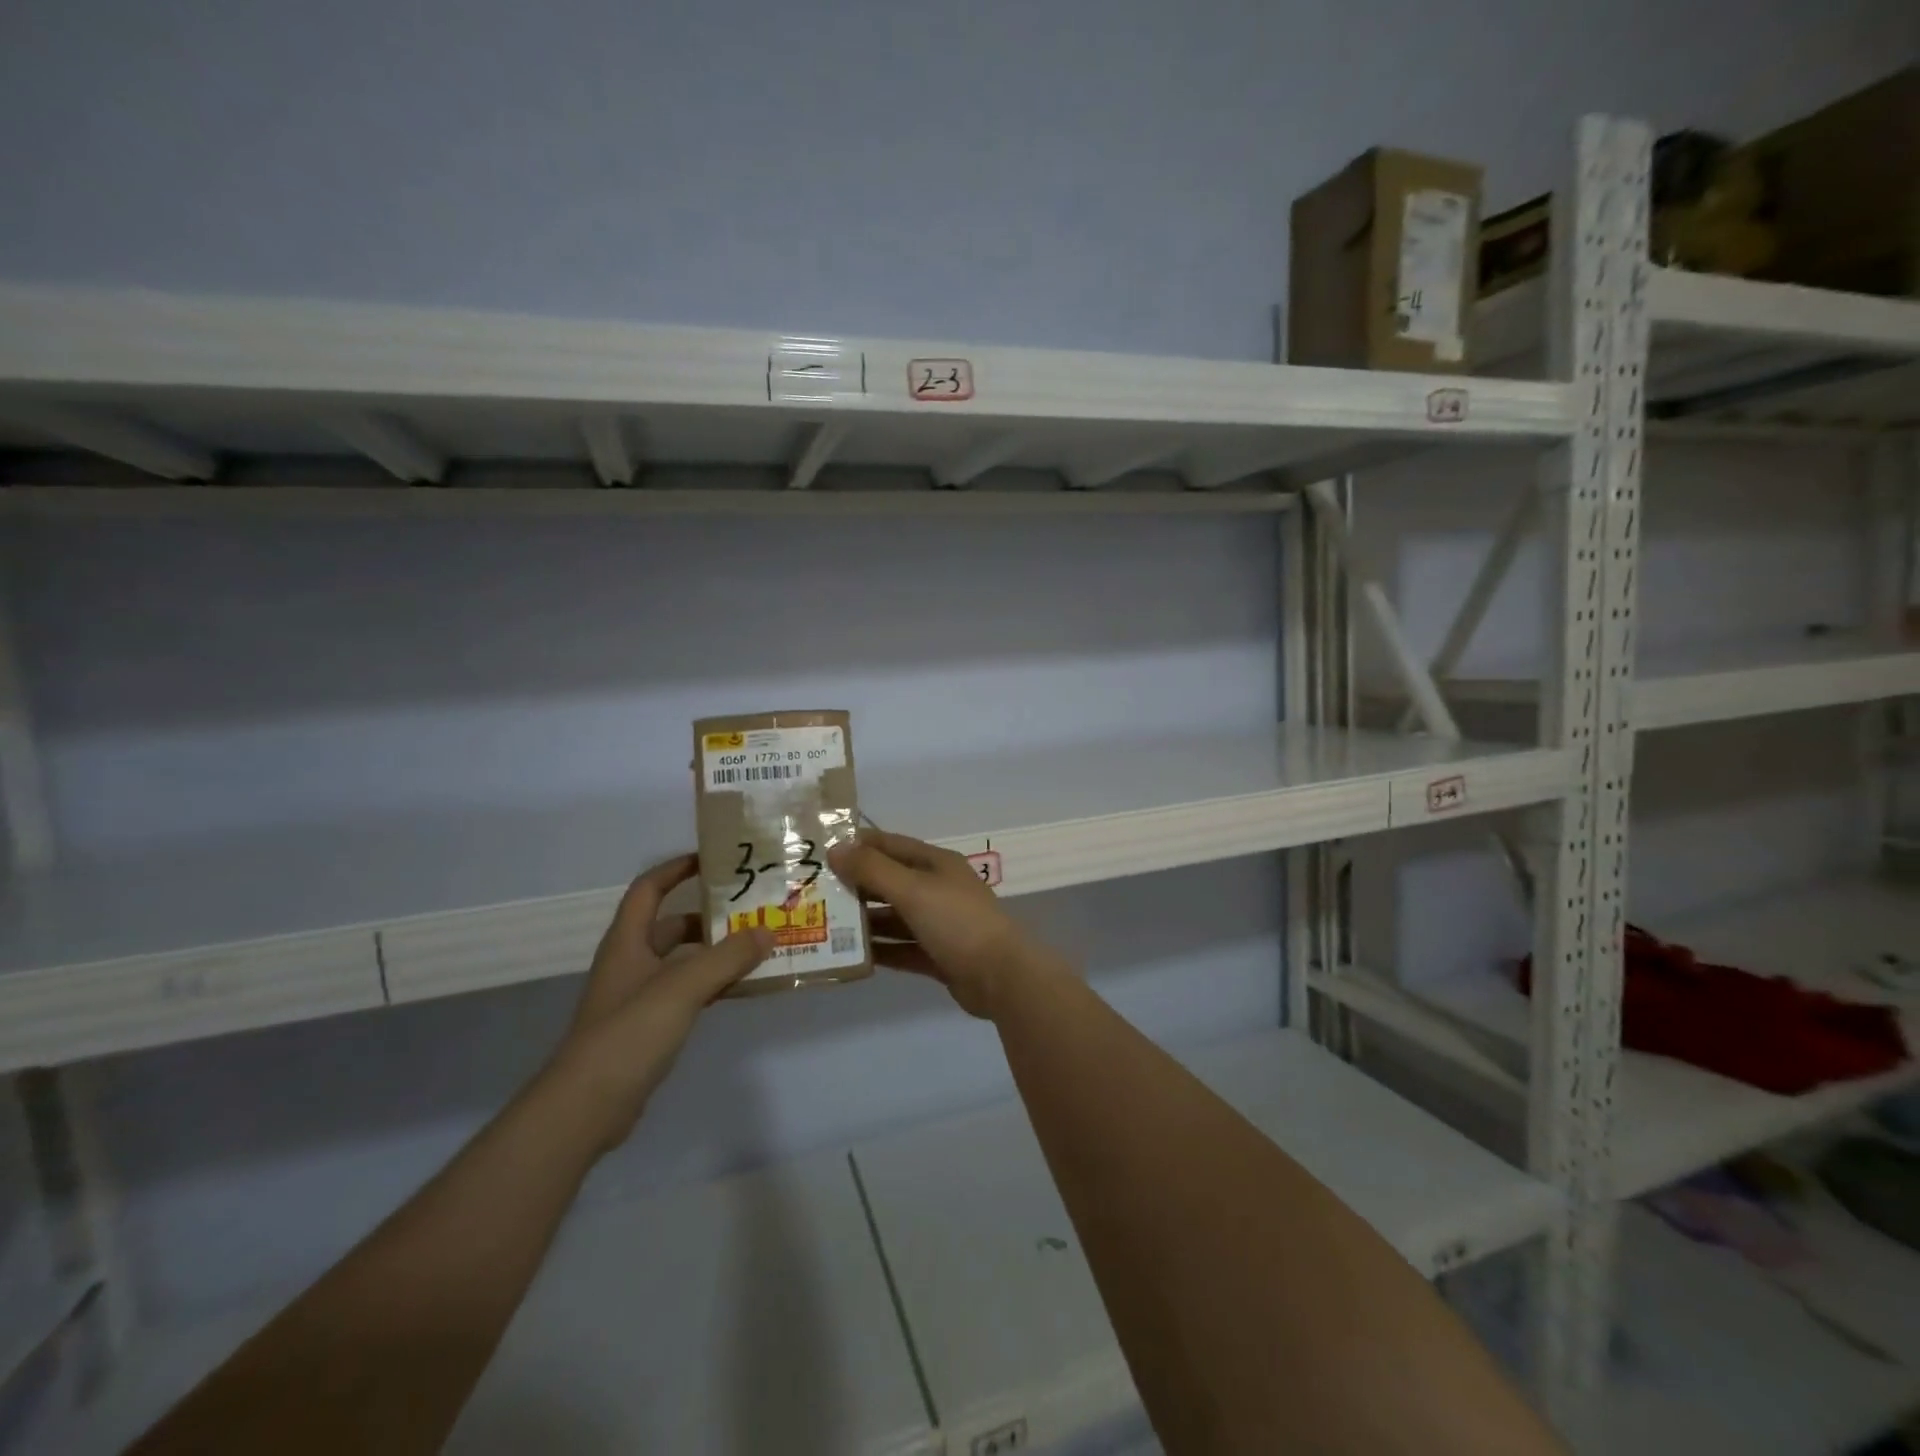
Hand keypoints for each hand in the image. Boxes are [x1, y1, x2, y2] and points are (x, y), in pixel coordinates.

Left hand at [546, 853, 771, 1152]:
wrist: (586, 1106)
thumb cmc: (629, 1033)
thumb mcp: (683, 986)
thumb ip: (728, 957)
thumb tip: (768, 930)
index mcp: (628, 942)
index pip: (649, 889)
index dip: (676, 869)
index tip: (713, 859)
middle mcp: (631, 963)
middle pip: (670, 925)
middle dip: (708, 915)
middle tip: (750, 908)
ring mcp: (637, 997)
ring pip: (681, 961)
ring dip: (714, 951)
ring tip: (757, 945)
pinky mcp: (647, 1028)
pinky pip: (686, 992)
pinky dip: (711, 984)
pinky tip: (740, 988)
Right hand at [828, 829, 1043, 1017]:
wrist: (1001, 976)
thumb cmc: (956, 922)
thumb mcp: (912, 889)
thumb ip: (873, 869)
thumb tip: (835, 848)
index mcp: (936, 864)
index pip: (890, 845)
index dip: (858, 845)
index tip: (821, 849)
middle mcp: (937, 889)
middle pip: (890, 881)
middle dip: (855, 885)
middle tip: (814, 891)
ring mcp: (939, 924)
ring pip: (894, 917)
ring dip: (864, 920)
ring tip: (824, 924)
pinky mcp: (938, 956)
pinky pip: (902, 948)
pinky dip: (880, 950)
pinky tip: (851, 954)